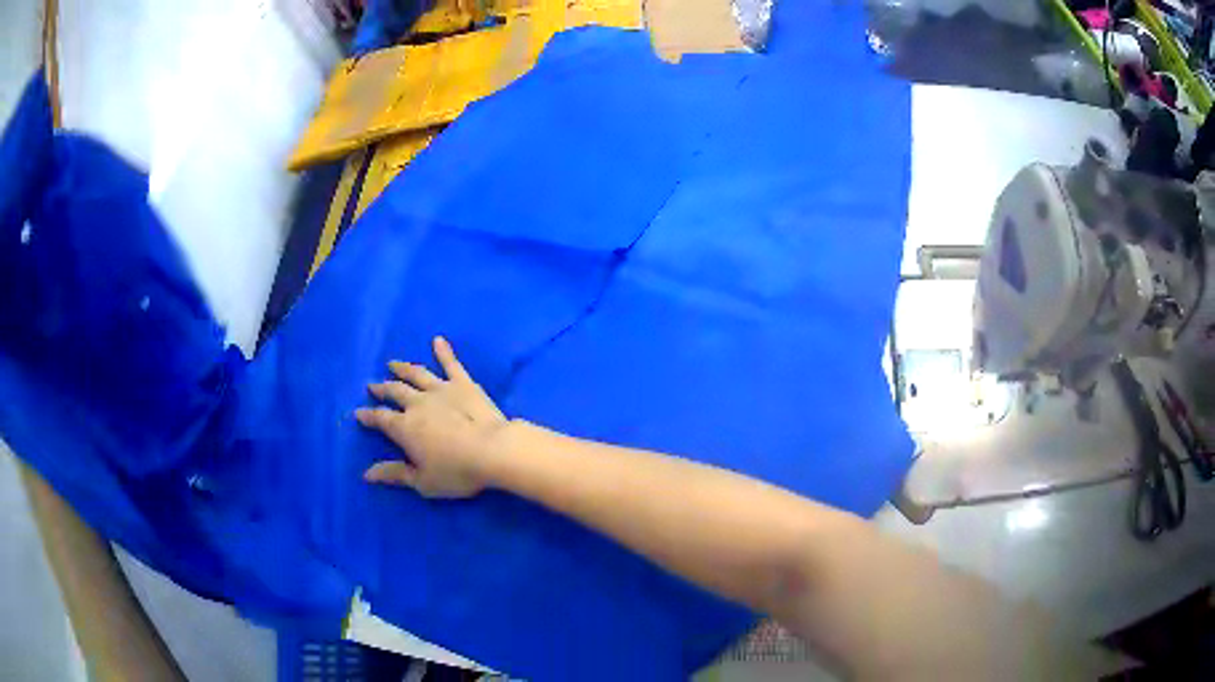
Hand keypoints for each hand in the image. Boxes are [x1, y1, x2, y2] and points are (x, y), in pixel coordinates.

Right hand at [356, 336, 506, 497]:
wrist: (493, 450)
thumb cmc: (457, 471)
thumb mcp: (422, 481)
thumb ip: (394, 474)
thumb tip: (366, 474)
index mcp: (404, 427)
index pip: (380, 419)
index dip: (368, 416)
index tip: (358, 412)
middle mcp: (417, 403)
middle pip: (395, 392)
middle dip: (382, 389)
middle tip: (372, 385)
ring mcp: (440, 390)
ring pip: (417, 374)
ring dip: (403, 368)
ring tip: (392, 363)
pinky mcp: (464, 383)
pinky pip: (451, 364)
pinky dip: (444, 351)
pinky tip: (438, 340)